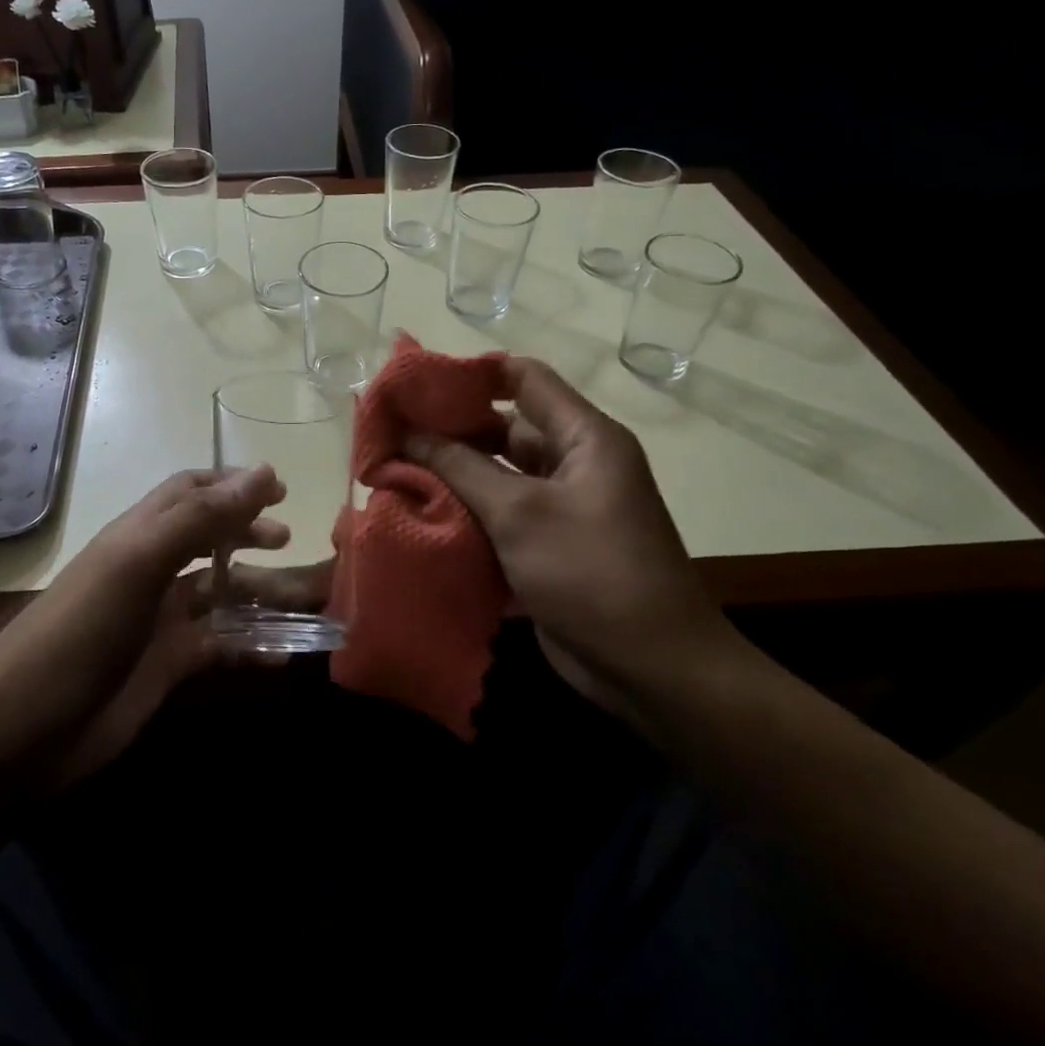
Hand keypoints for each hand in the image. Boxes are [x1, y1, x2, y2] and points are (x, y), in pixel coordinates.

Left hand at [0, 466, 298, 789]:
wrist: (22, 729)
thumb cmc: (82, 629)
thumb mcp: (140, 563)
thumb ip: (202, 518)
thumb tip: (264, 471)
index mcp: (142, 533)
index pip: (191, 491)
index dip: (233, 485)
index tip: (280, 489)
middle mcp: (153, 569)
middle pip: (212, 538)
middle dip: (250, 533)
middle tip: (287, 540)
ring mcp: (161, 619)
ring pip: (223, 594)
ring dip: (262, 593)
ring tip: (306, 600)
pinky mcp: (168, 665)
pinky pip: (222, 645)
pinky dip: (254, 645)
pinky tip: (285, 654)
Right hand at [404, 358, 738, 716]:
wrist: (653, 672)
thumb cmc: (591, 573)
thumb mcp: (520, 513)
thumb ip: (459, 466)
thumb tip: (407, 432)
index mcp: (583, 437)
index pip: (523, 378)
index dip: (471, 373)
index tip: (416, 383)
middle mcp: (573, 463)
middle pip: (503, 427)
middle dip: (448, 429)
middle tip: (391, 432)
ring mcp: (560, 507)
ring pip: (496, 474)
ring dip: (451, 474)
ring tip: (392, 470)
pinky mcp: (546, 546)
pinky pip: (499, 514)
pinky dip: (464, 512)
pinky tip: (418, 513)